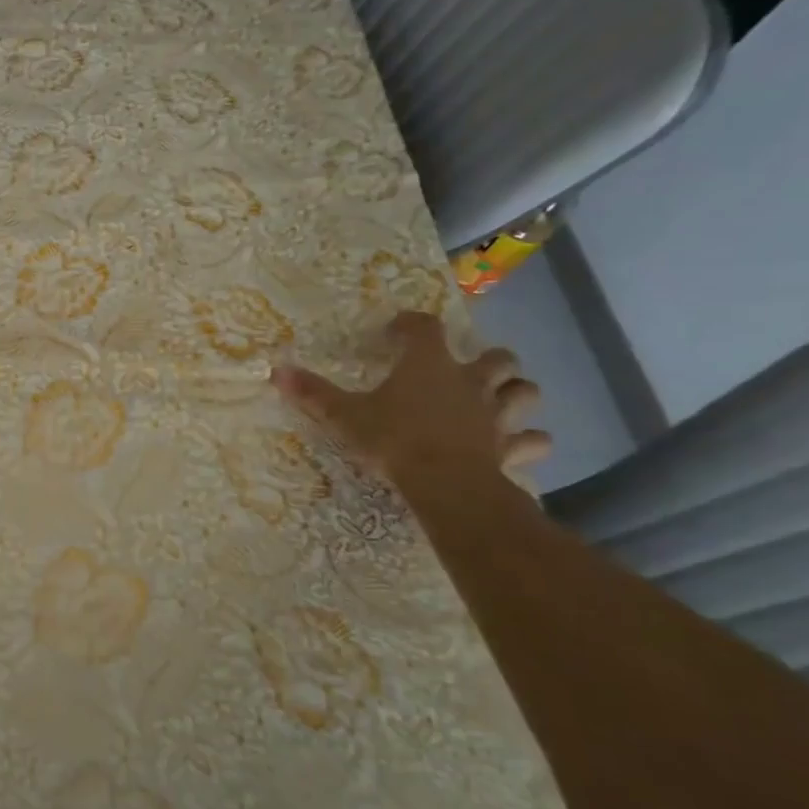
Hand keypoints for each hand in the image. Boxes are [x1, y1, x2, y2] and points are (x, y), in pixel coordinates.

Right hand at [273, 311, 550, 489]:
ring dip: (515, 394)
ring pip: (525, 392)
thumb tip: (275, 371)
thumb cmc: (393, 440)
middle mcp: (469, 382)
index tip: (396, 332)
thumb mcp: (344, 416)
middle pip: (496, 357)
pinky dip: (528, 442)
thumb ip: (313, 393)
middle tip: (464, 370)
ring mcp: (496, 415)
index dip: (411, 325)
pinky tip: (516, 446)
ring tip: (499, 401)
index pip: (425, 327)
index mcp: (428, 365)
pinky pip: (533, 442)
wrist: (445, 484)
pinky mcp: (510, 448)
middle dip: (486, 359)